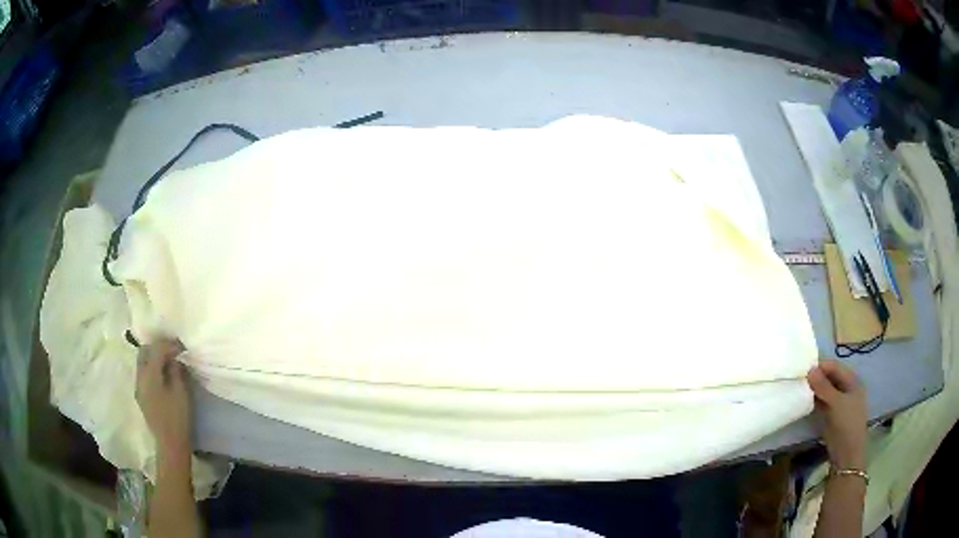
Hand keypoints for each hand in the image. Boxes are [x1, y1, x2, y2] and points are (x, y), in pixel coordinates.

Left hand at [136, 339, 191, 459]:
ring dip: (154, 357)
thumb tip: (175, 359)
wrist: (170, 444)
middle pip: (144, 351)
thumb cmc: (178, 418)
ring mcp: (138, 387)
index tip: (183, 347)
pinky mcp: (141, 395)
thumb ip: (176, 371)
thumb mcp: (181, 392)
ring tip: (169, 362)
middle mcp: (140, 377)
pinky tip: (163, 376)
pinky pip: (143, 373)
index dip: (169, 344)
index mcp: (149, 374)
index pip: (157, 349)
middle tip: (173, 351)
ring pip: (142, 361)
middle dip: (158, 347)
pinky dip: (152, 368)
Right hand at [807, 359, 867, 469]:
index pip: (835, 366)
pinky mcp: (831, 415)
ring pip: (824, 390)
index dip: (821, 366)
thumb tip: (810, 370)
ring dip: (814, 389)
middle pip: (830, 377)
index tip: (803, 369)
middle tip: (799, 379)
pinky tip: (804, 401)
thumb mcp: (836, 403)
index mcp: (852, 380)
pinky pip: (822, 402)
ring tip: (799, 389)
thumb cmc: (847, 423)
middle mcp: (846, 388)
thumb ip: (823, 387)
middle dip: (816, 377)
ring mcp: (838, 402)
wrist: (847, 453)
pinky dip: (814, 400)